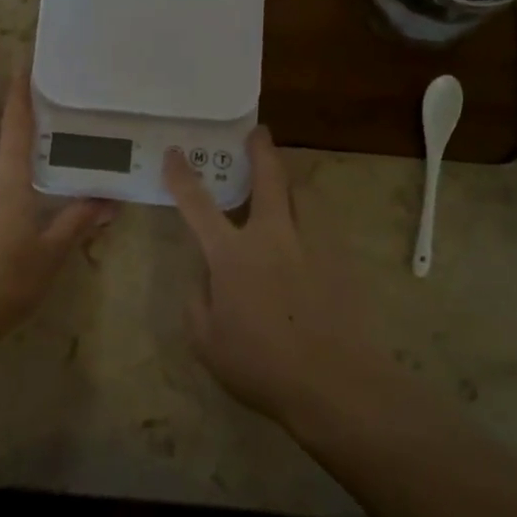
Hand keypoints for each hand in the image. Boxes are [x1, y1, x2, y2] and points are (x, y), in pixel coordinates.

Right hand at [164, 128, 387, 425]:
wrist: (335, 383)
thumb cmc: (261, 365)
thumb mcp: (207, 342)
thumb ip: (197, 301)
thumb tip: (205, 277)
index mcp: (232, 255)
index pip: (198, 204)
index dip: (182, 175)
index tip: (175, 152)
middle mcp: (272, 237)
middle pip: (268, 178)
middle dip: (260, 150)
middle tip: (258, 133)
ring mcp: (311, 244)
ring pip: (302, 195)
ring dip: (290, 183)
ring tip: (285, 184)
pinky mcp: (341, 259)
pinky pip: (322, 224)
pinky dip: (309, 217)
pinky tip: (308, 235)